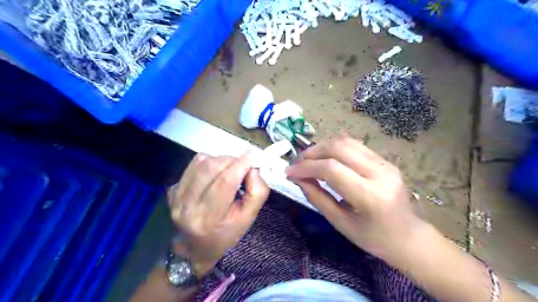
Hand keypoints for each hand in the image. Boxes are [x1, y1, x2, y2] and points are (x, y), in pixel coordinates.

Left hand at [167, 154, 268, 275]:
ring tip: (228, 170)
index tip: (252, 155)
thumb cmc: (226, 233)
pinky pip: (192, 165)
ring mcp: (176, 197)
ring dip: (220, 160)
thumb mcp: (248, 218)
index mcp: (210, 218)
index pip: (225, 182)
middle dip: (231, 161)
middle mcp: (188, 206)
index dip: (240, 165)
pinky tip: (214, 174)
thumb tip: (252, 169)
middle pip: (212, 168)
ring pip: (201, 162)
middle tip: (241, 166)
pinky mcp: (172, 190)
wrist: (195, 248)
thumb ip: (257, 192)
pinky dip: (208, 163)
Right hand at [283, 135, 426, 263]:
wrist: (409, 237)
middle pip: (339, 148)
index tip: (289, 172)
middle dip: (313, 152)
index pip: (331, 169)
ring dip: (323, 146)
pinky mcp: (386, 160)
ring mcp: (385, 164)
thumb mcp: (340, 223)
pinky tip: (326, 158)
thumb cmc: (374, 238)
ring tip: (309, 159)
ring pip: (347, 142)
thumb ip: (317, 197)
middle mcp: (380, 173)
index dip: (306, 167)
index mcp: (370, 196)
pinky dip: (335, 148)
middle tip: (298, 163)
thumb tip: (298, 178)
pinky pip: (355, 146)